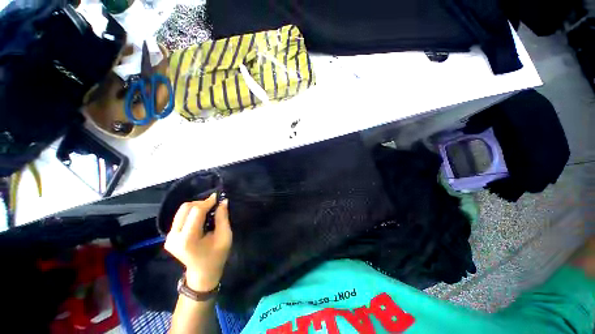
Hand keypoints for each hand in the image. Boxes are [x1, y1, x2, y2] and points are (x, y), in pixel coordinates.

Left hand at [164, 193, 231, 291]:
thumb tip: (222, 201)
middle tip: (214, 205)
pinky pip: (181, 216)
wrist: (202, 272)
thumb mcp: (225, 236)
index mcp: (187, 239)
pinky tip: (202, 217)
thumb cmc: (216, 256)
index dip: (208, 202)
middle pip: (186, 208)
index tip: (219, 198)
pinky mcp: (169, 235)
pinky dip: (192, 212)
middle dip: (202, 203)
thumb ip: (222, 218)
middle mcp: (174, 236)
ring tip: (209, 211)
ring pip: (182, 210)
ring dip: (197, 206)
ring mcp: (169, 236)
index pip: (196, 212)